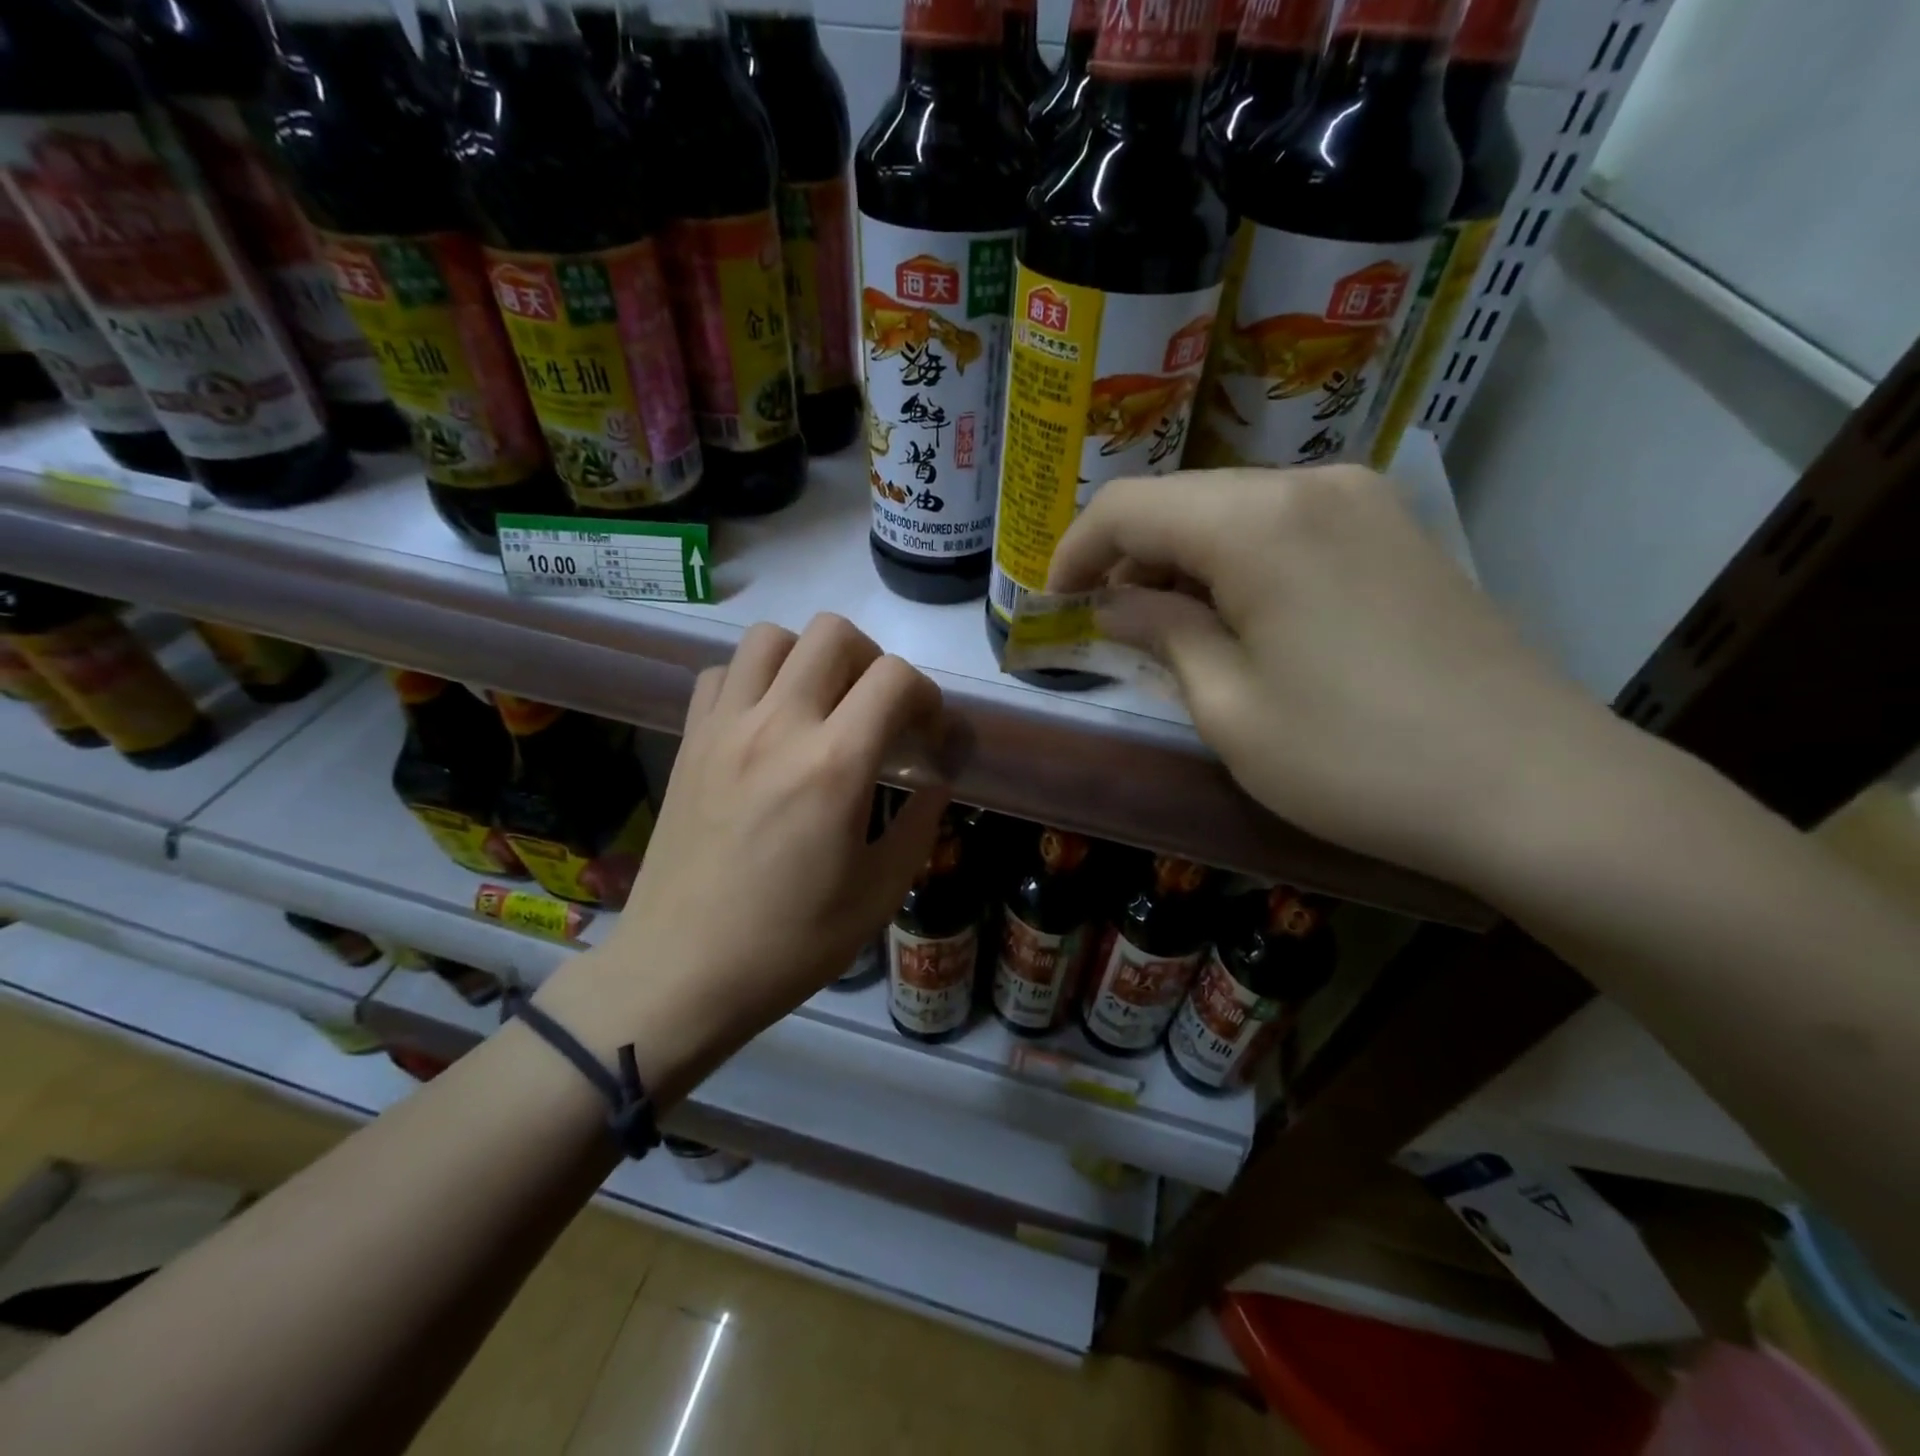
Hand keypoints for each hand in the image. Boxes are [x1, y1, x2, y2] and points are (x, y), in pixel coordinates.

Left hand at [538, 614, 949, 1096]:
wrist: (682, 972)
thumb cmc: (790, 944)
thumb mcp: (878, 895)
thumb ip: (919, 827)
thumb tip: (935, 783)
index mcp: (834, 766)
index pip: (895, 678)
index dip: (927, 696)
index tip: (927, 736)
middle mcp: (777, 726)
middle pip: (833, 633)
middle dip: (873, 660)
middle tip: (877, 712)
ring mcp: (725, 728)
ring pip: (772, 637)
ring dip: (810, 658)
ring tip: (822, 705)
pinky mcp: (690, 741)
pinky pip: (723, 672)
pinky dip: (754, 678)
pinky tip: (767, 722)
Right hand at [1047, 465, 1625, 888]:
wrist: (1535, 787)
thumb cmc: (1355, 759)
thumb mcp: (1229, 709)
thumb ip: (1162, 635)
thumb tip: (1115, 603)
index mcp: (1258, 522)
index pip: (1130, 506)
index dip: (1075, 548)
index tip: (1051, 600)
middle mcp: (1311, 485)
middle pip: (1183, 499)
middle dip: (1128, 556)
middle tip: (1104, 623)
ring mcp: (1364, 502)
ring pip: (1236, 510)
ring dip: (1184, 560)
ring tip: (1165, 627)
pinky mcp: (1396, 533)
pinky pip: (1288, 527)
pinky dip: (1239, 562)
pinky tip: (1236, 617)